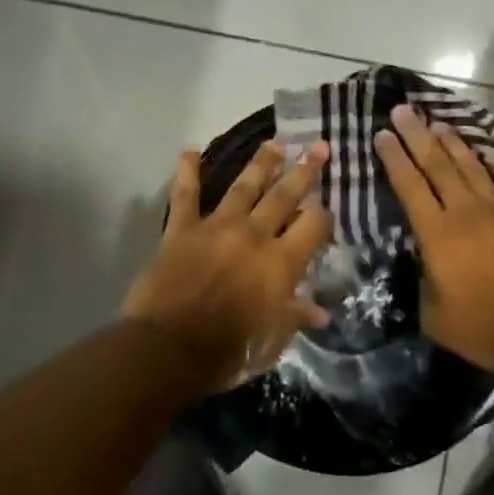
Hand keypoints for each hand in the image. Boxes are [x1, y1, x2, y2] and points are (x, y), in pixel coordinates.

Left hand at [123, 140, 334, 390]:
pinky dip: (187, 171)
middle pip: (284, 195)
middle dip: (304, 170)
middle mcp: (254, 235)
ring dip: (261, 163)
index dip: (323, 214)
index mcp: (281, 262)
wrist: (167, 349)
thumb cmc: (227, 352)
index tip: (326, 209)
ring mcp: (216, 227)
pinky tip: (189, 149)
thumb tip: (321, 312)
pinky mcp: (182, 229)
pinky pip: (186, 195)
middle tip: (318, 146)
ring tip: (274, 143)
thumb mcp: (271, 341)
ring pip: (244, 186)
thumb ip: (295, 317)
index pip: (314, 223)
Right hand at [374, 105, 493, 373]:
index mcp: (438, 234)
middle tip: (402, 110)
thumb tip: (425, 262)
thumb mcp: (435, 317)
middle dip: (416, 135)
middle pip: (436, 164)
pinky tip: (486, 152)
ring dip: (451, 142)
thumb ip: (424, 283)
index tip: (381, 134)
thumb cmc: (487, 329)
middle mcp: (466, 210)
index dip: (393, 158)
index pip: (409, 185)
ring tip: (437, 123)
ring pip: (471, 165)